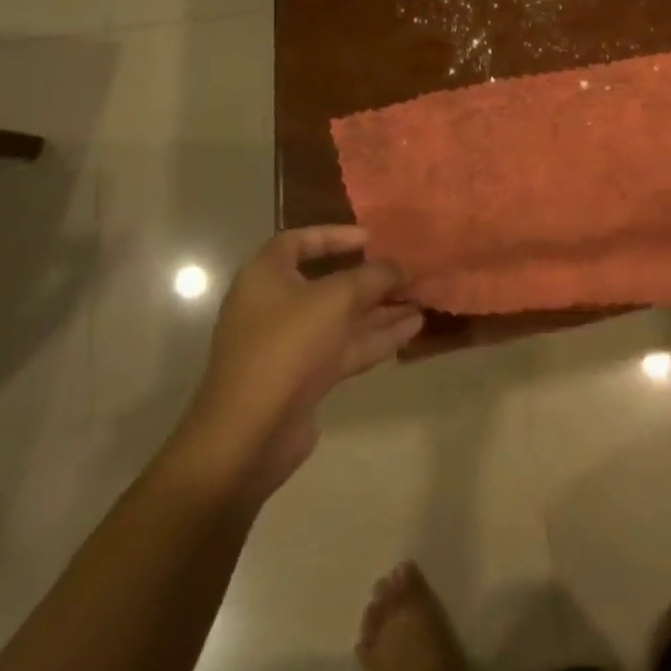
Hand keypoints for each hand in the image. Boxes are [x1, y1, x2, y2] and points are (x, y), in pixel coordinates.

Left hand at [180, 227, 422, 492]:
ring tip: (422, 299)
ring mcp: (289, 345)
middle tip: (406, 272)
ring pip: (341, 318)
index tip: (371, 238)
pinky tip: (413, 328)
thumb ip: (374, 276)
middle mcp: (274, 306)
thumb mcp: (338, 298)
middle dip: (369, 278)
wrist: (249, 435)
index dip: (335, 235)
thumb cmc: (287, 346)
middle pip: (327, 282)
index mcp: (266, 276)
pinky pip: (344, 347)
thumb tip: (401, 267)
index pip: (299, 241)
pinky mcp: (303, 378)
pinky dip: (376, 337)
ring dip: (380, 309)